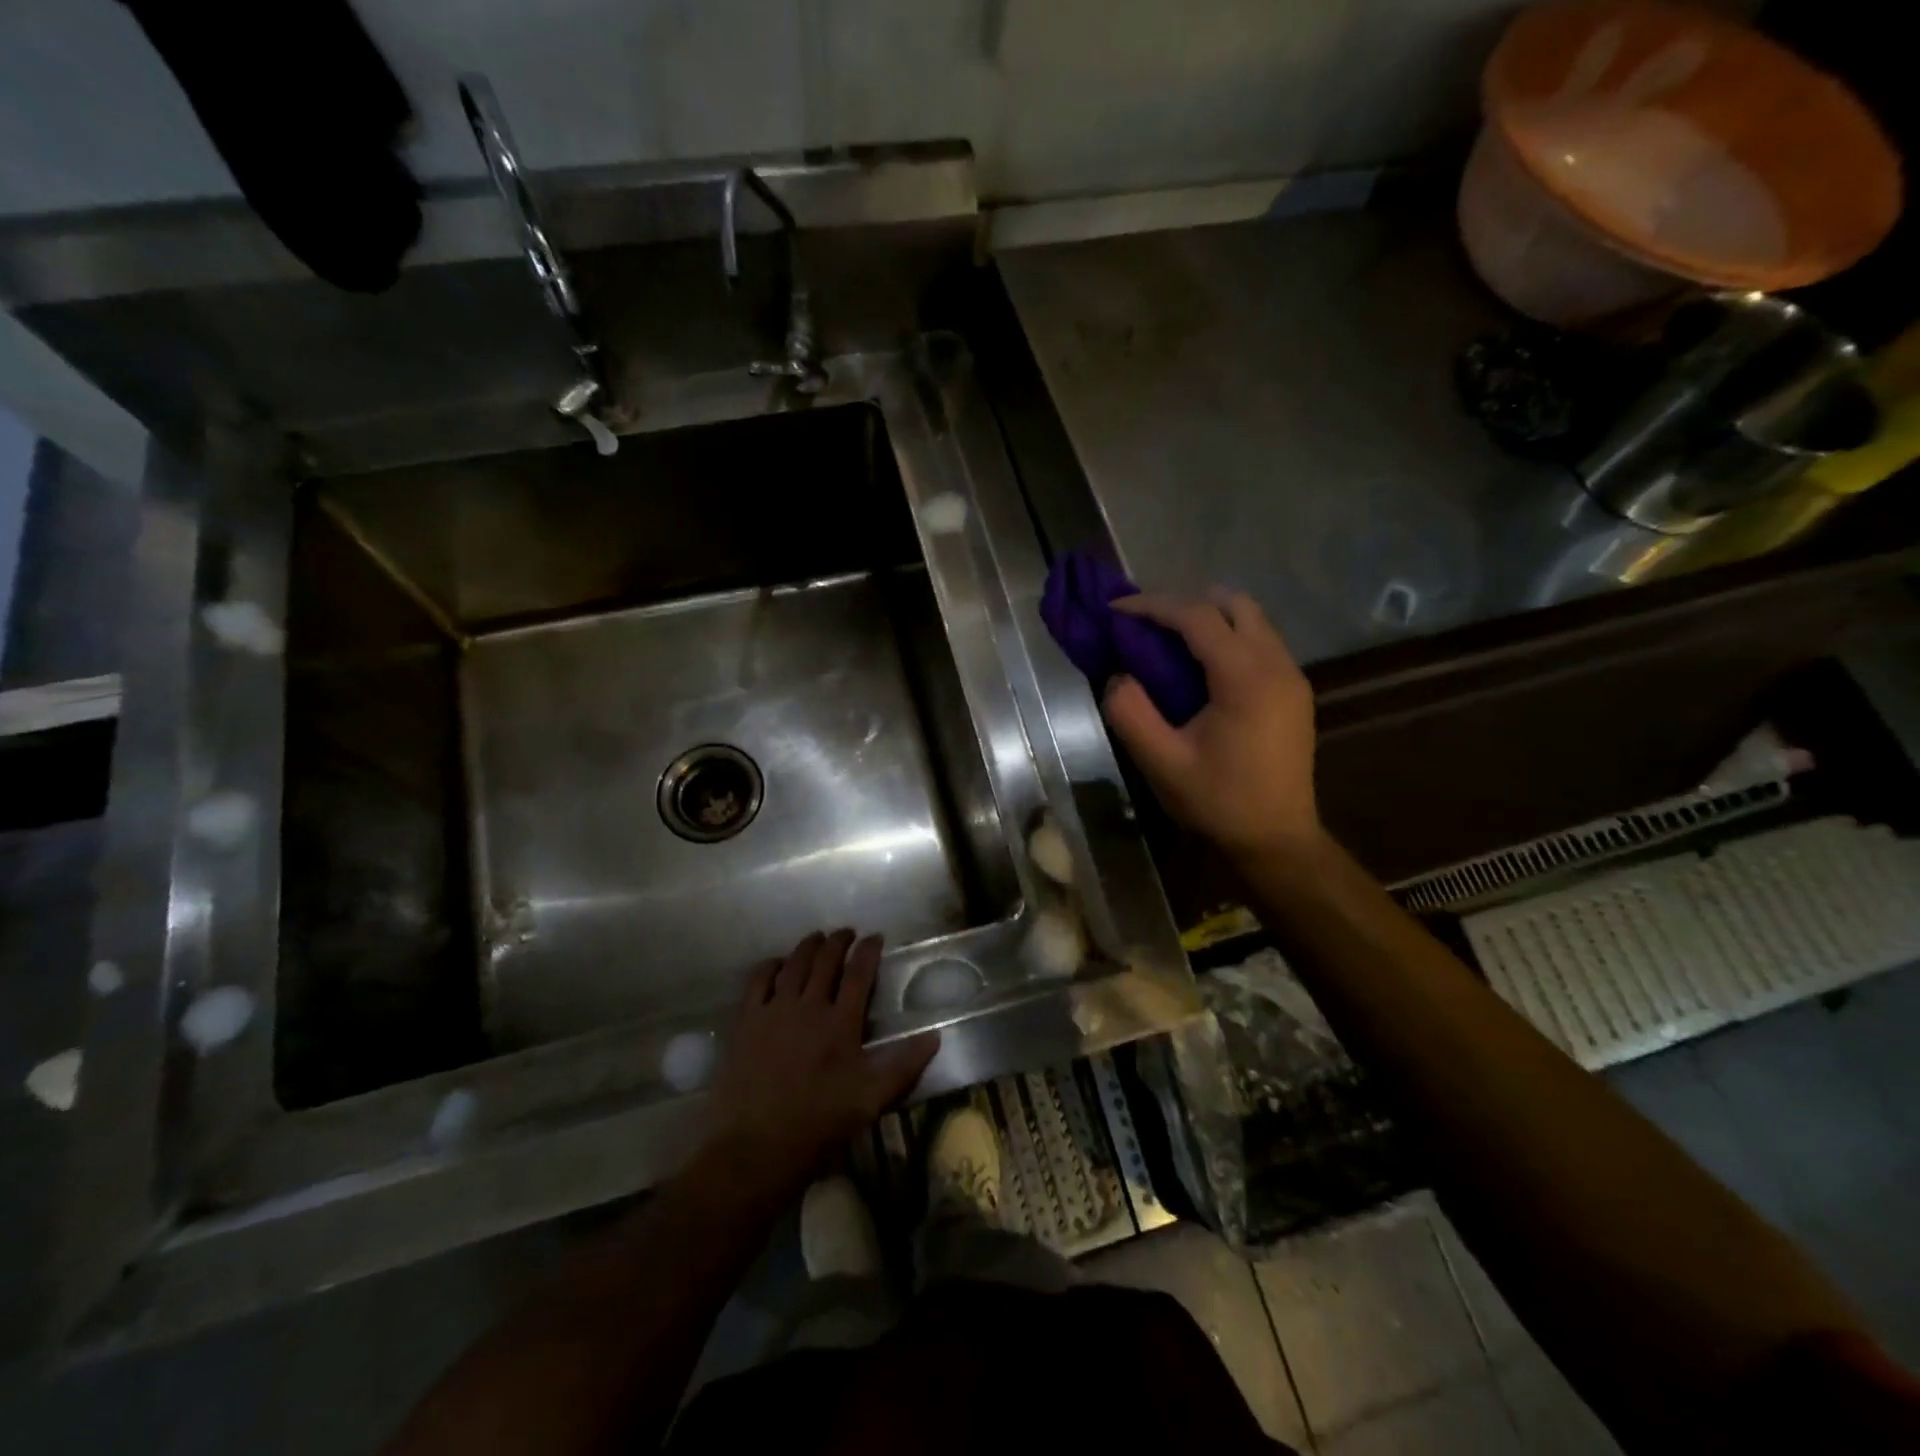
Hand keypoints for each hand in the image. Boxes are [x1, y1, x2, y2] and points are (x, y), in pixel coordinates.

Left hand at [706, 930, 938, 1198]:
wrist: (756, 1147)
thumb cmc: (819, 1124)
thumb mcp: (871, 1099)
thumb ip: (904, 1065)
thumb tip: (935, 1036)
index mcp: (841, 1023)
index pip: (859, 973)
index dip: (869, 950)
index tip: (876, 937)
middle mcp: (808, 1006)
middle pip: (825, 960)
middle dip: (839, 941)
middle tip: (847, 932)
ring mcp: (773, 1010)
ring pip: (793, 964)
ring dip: (807, 946)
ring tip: (816, 937)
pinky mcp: (745, 1022)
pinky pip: (758, 980)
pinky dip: (770, 966)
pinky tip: (776, 963)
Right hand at [1102, 590, 1322, 865]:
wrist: (1277, 841)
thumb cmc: (1218, 803)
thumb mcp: (1162, 763)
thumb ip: (1131, 713)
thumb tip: (1119, 676)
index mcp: (1246, 679)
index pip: (1198, 617)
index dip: (1152, 605)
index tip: (1115, 609)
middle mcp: (1277, 666)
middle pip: (1233, 602)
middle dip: (1184, 601)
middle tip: (1145, 622)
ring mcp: (1291, 677)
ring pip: (1251, 618)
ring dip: (1207, 617)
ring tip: (1166, 639)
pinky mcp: (1294, 691)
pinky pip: (1259, 641)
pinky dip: (1225, 636)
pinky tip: (1198, 665)